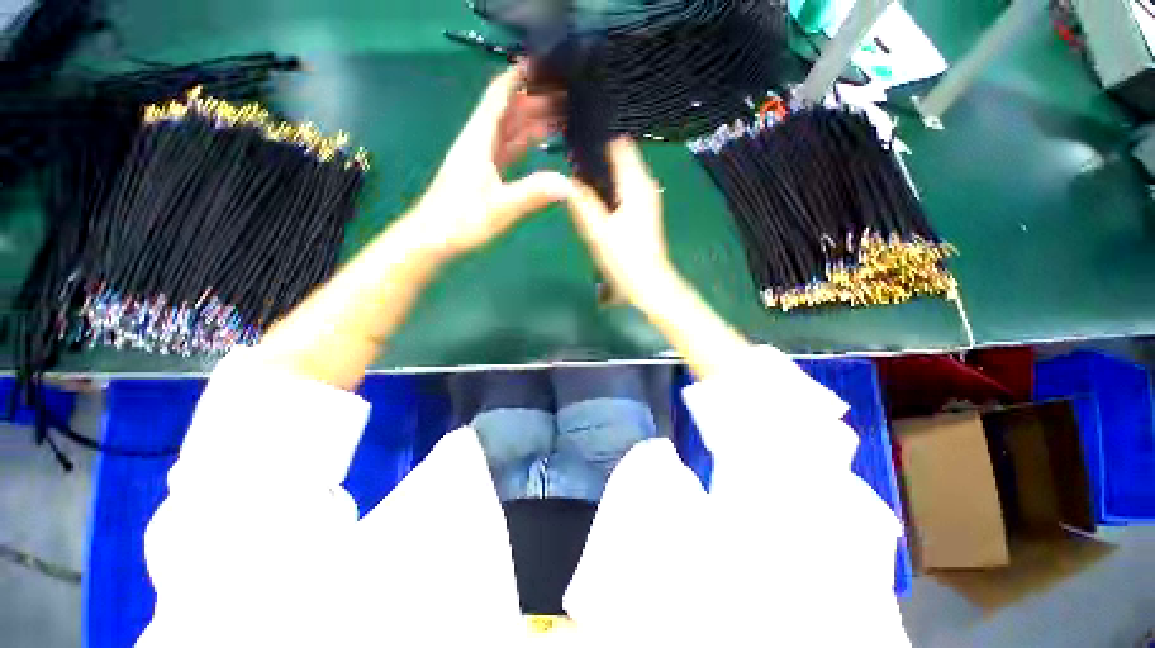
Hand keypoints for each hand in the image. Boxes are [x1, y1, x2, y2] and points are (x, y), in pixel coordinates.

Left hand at [414, 65, 569, 258]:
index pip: (499, 96)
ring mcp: (481, 158)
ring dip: (533, 120)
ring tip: (563, 114)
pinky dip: (526, 141)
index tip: (543, 63)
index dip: (519, 76)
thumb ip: (532, 194)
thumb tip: (568, 185)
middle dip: (536, 98)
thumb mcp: (500, 208)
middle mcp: (480, 141)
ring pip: (510, 129)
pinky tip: (541, 141)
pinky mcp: (484, 173)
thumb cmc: (461, 221)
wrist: (433, 239)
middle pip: (509, 110)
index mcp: (479, 139)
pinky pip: (509, 148)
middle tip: (567, 93)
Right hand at [566, 138, 680, 308]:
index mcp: (636, 184)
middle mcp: (645, 185)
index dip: (597, 142)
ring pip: (622, 175)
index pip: (619, 145)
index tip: (574, 146)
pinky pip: (624, 190)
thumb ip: (581, 202)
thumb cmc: (624, 258)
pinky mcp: (644, 212)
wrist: (648, 284)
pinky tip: (594, 202)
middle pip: (621, 158)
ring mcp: (646, 199)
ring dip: (602, 176)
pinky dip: (610, 189)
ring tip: (578, 183)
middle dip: (597, 159)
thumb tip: (567, 180)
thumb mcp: (597, 231)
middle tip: (571, 168)